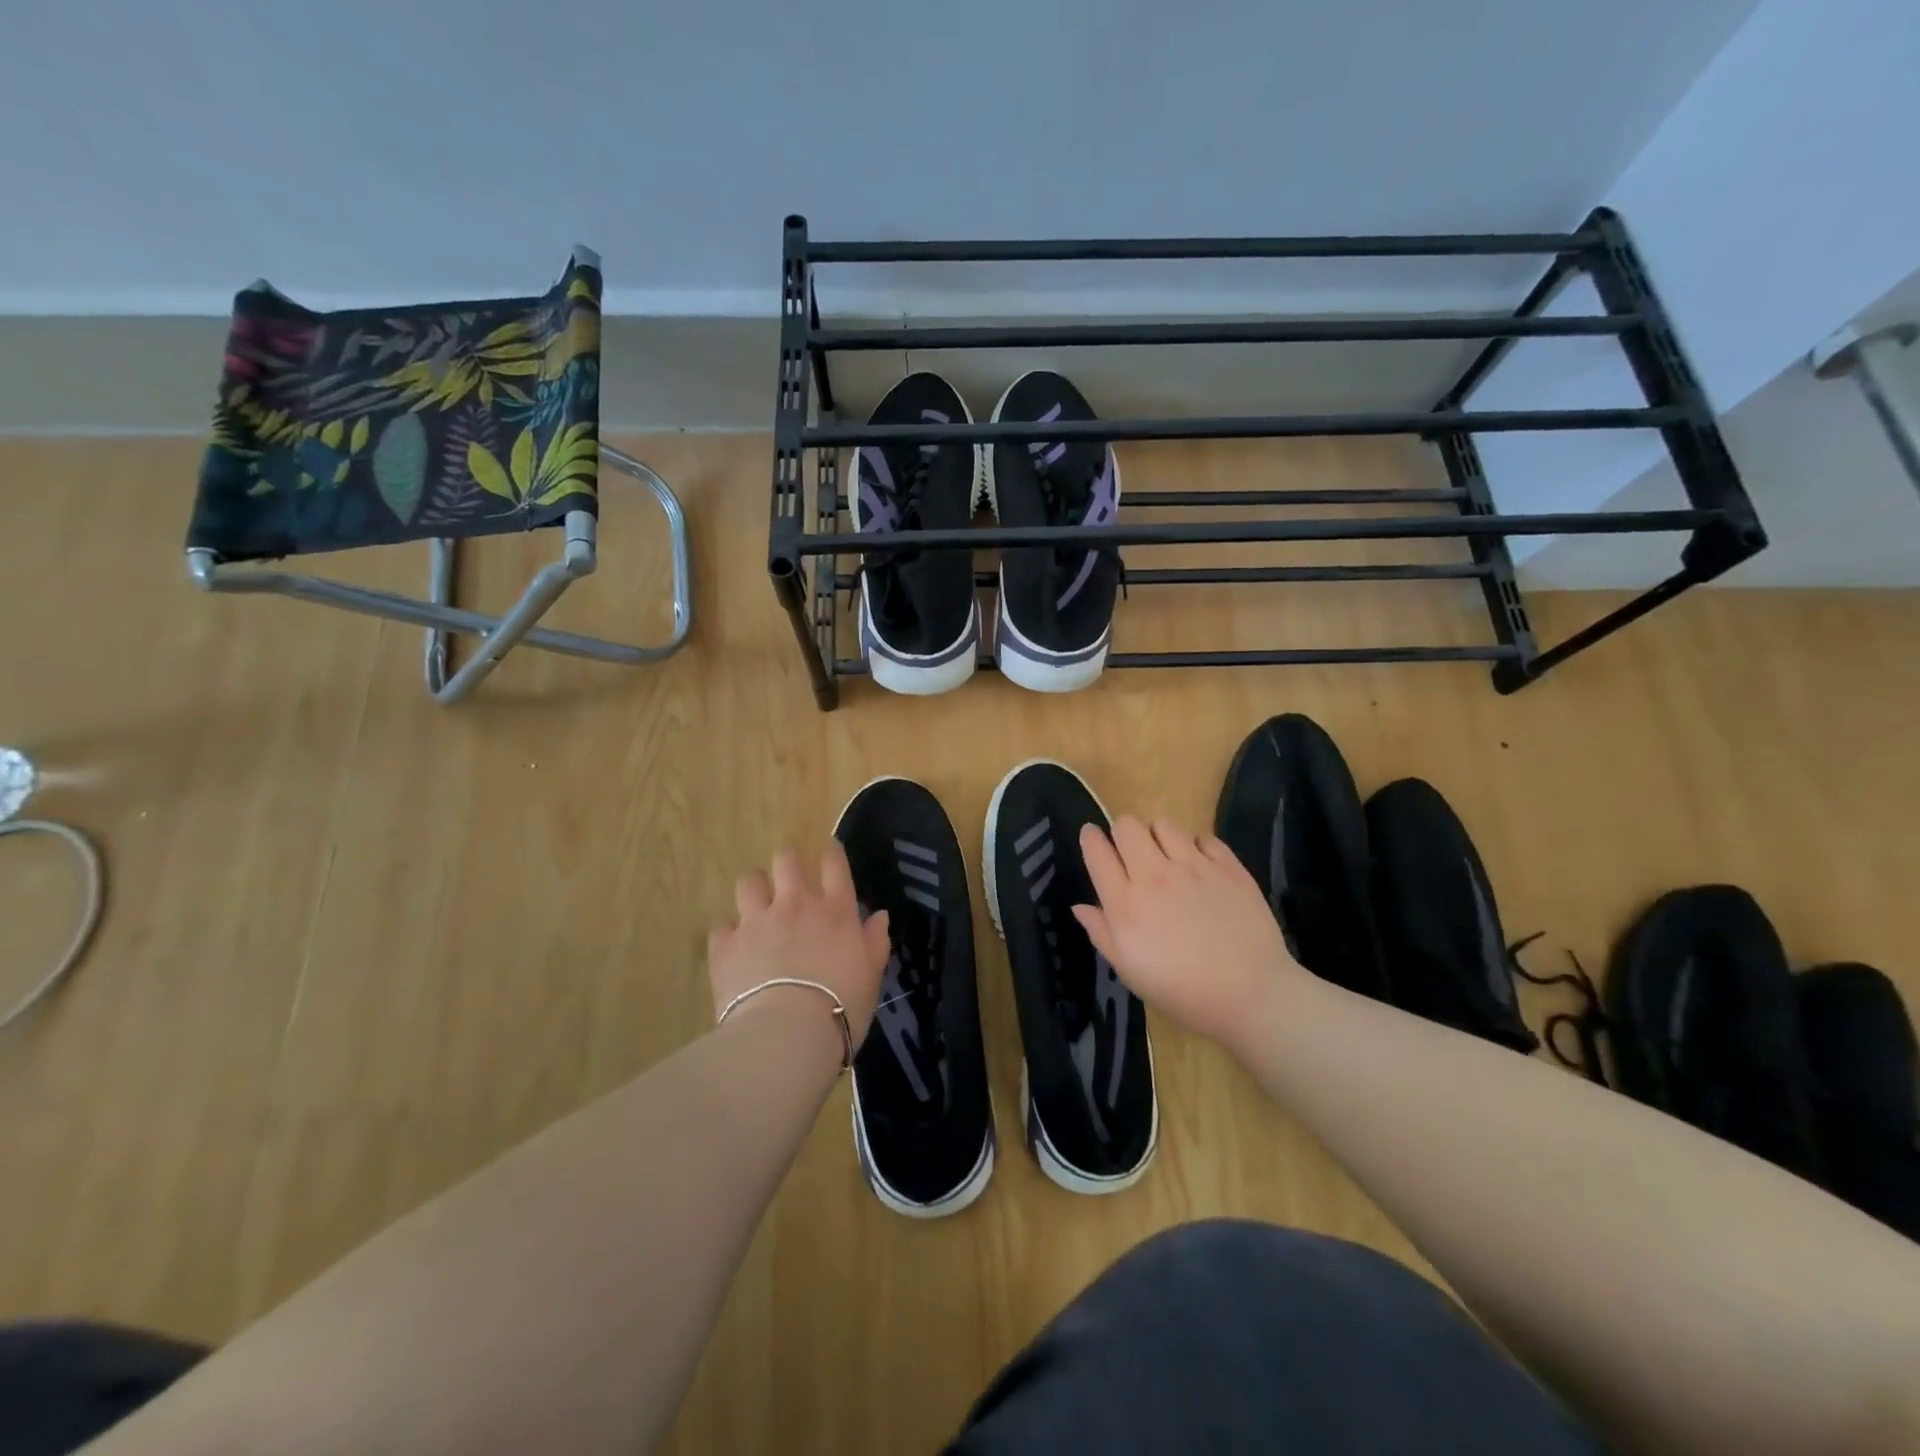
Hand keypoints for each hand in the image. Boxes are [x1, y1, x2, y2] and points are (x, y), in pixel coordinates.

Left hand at [707, 841, 890, 1045]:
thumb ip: (875, 942)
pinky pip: (722, 927)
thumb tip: (879, 916)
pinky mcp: (725, 945)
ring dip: (754, 889)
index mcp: (835, 910)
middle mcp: (795, 905)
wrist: (788, 1033)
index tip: (828, 849)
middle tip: (788, 875)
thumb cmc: (842, 1007)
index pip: (833, 863)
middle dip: (787, 860)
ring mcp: (756, 921)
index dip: (830, 851)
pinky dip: (729, 935)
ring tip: (756, 905)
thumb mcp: (872, 976)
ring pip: (749, 882)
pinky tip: (734, 950)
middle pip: (786, 860)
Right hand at [1072, 815, 1309, 1049]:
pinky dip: (1197, 846)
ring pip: (1164, 824)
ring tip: (1166, 856)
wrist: (1250, 995)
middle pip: (1127, 825)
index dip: (1090, 838)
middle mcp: (1155, 876)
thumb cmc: (1182, 992)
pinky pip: (1204, 837)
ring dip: (1158, 836)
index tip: (1091, 837)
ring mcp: (1194, 867)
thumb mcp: (1130, 972)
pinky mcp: (1229, 867)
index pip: (1097, 852)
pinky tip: (1200, 866)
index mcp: (1126, 904)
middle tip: (1131, 854)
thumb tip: (1080, 907)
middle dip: (1123, 833)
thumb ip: (1102, 934)